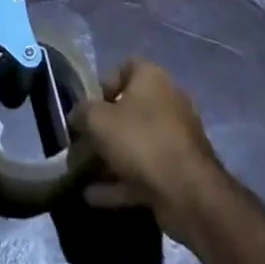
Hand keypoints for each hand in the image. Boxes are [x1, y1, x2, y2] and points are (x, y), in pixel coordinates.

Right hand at [70, 59, 226, 249]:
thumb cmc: (141, 141)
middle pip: (129, 109)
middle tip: (81, 142)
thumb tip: (76, 116)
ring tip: (81, 172)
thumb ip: (82, 113)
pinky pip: (142, 173)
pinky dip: (119, 183)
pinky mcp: (177, 173)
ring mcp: (174, 140)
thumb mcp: (98, 120)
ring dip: (109, 158)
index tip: (87, 105)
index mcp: (152, 79)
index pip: (125, 67)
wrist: (188, 194)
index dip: (103, 83)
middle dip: (103, 127)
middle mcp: (167, 103)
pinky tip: (92, 196)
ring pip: (135, 144)